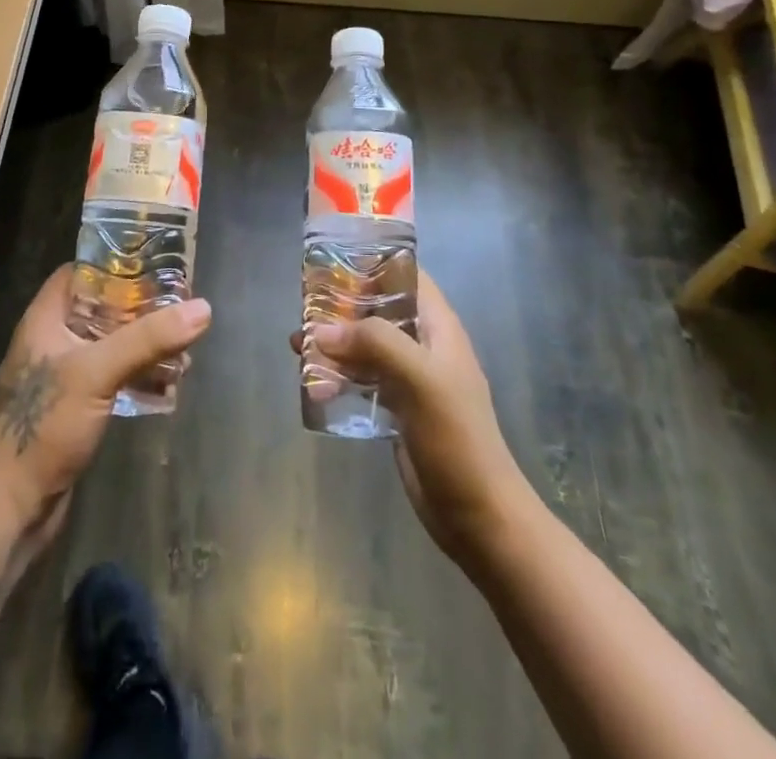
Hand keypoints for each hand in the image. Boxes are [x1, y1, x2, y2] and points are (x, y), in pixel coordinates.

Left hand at [0, 266, 211, 556]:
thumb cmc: (44, 426)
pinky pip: (112, 377)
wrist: (10, 509)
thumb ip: (148, 339)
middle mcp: (52, 341)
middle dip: (140, 306)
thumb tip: (203, 308)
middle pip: (101, 307)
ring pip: (110, 344)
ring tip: (184, 343)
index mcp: (45, 319)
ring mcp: (63, 377)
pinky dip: (138, 374)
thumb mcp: (97, 372)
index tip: (155, 261)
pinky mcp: (75, 408)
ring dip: (144, 343)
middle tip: (181, 302)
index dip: (114, 263)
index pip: (79, 272)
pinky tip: (169, 383)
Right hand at [292, 271, 524, 564]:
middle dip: (341, 307)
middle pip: (378, 310)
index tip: (333, 261)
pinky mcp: (396, 408)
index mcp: (438, 327)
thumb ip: (374, 343)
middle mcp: (423, 345)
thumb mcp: (420, 378)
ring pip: (365, 346)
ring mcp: (409, 378)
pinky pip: (361, 379)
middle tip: (304, 308)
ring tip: (297, 347)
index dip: (373, 262)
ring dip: (334, 344)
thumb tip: (320, 330)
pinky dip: (337, 376)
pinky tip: (312, 384)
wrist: (478, 514)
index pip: (406, 276)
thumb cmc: (456, 436)